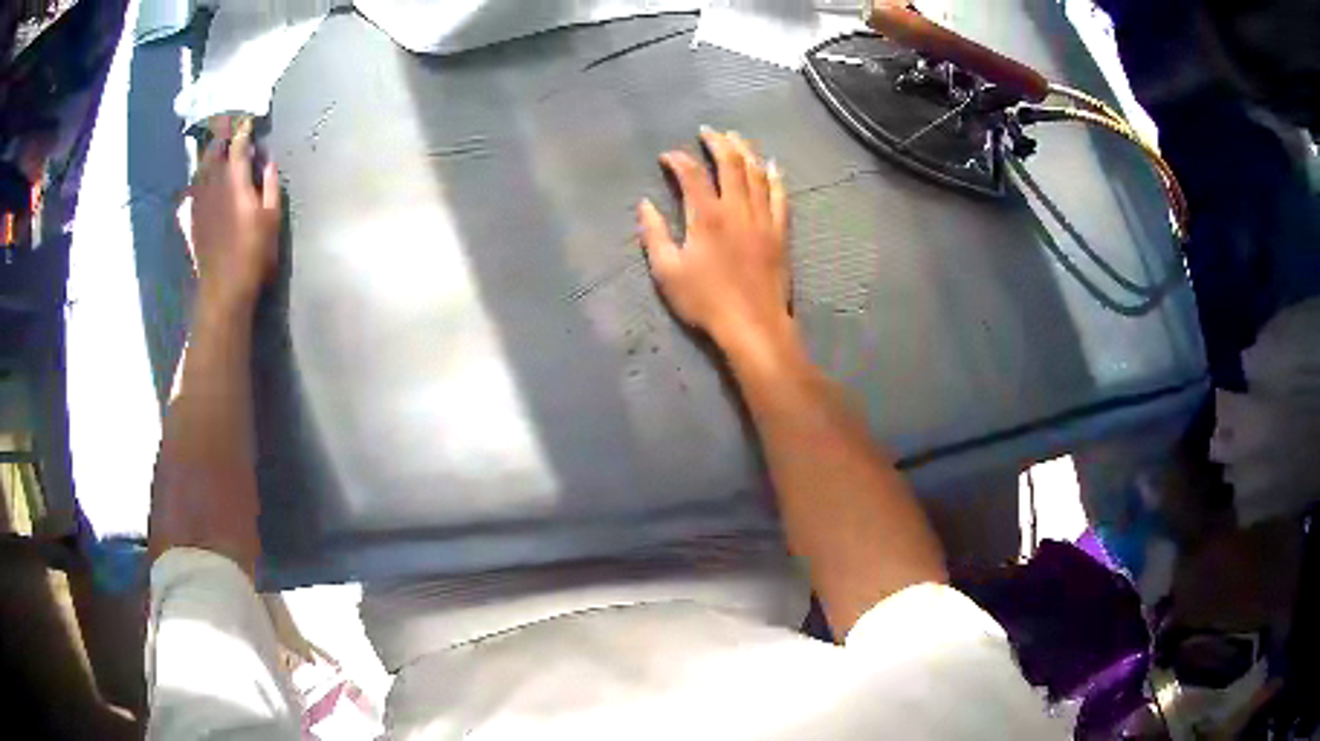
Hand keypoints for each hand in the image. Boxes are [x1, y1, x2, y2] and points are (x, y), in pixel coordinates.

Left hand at [183, 117, 280, 309]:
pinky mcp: (193, 217)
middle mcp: (214, 185)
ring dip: (207, 152)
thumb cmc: (253, 254)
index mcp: (235, 182)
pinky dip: (197, 176)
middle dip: (221, 135)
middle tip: (226, 121)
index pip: (238, 147)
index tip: (248, 121)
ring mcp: (200, 201)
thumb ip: (269, 185)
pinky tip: (199, 176)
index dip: (242, 131)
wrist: (223, 288)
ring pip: (201, 168)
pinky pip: (192, 188)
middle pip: (214, 152)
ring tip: (213, 143)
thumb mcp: (271, 219)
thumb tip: (268, 161)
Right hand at [638, 127, 793, 359]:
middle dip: (718, 142)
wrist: (753, 325)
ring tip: (736, 137)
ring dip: (746, 151)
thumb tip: (644, 204)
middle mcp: (737, 209)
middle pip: (730, 164)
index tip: (667, 156)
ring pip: (757, 174)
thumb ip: (655, 234)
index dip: (678, 159)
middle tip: (708, 131)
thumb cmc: (705, 301)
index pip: (692, 175)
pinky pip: (780, 197)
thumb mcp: (667, 272)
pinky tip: (772, 165)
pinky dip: (775, 177)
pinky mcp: (780, 232)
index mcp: (706, 216)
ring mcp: (763, 219)